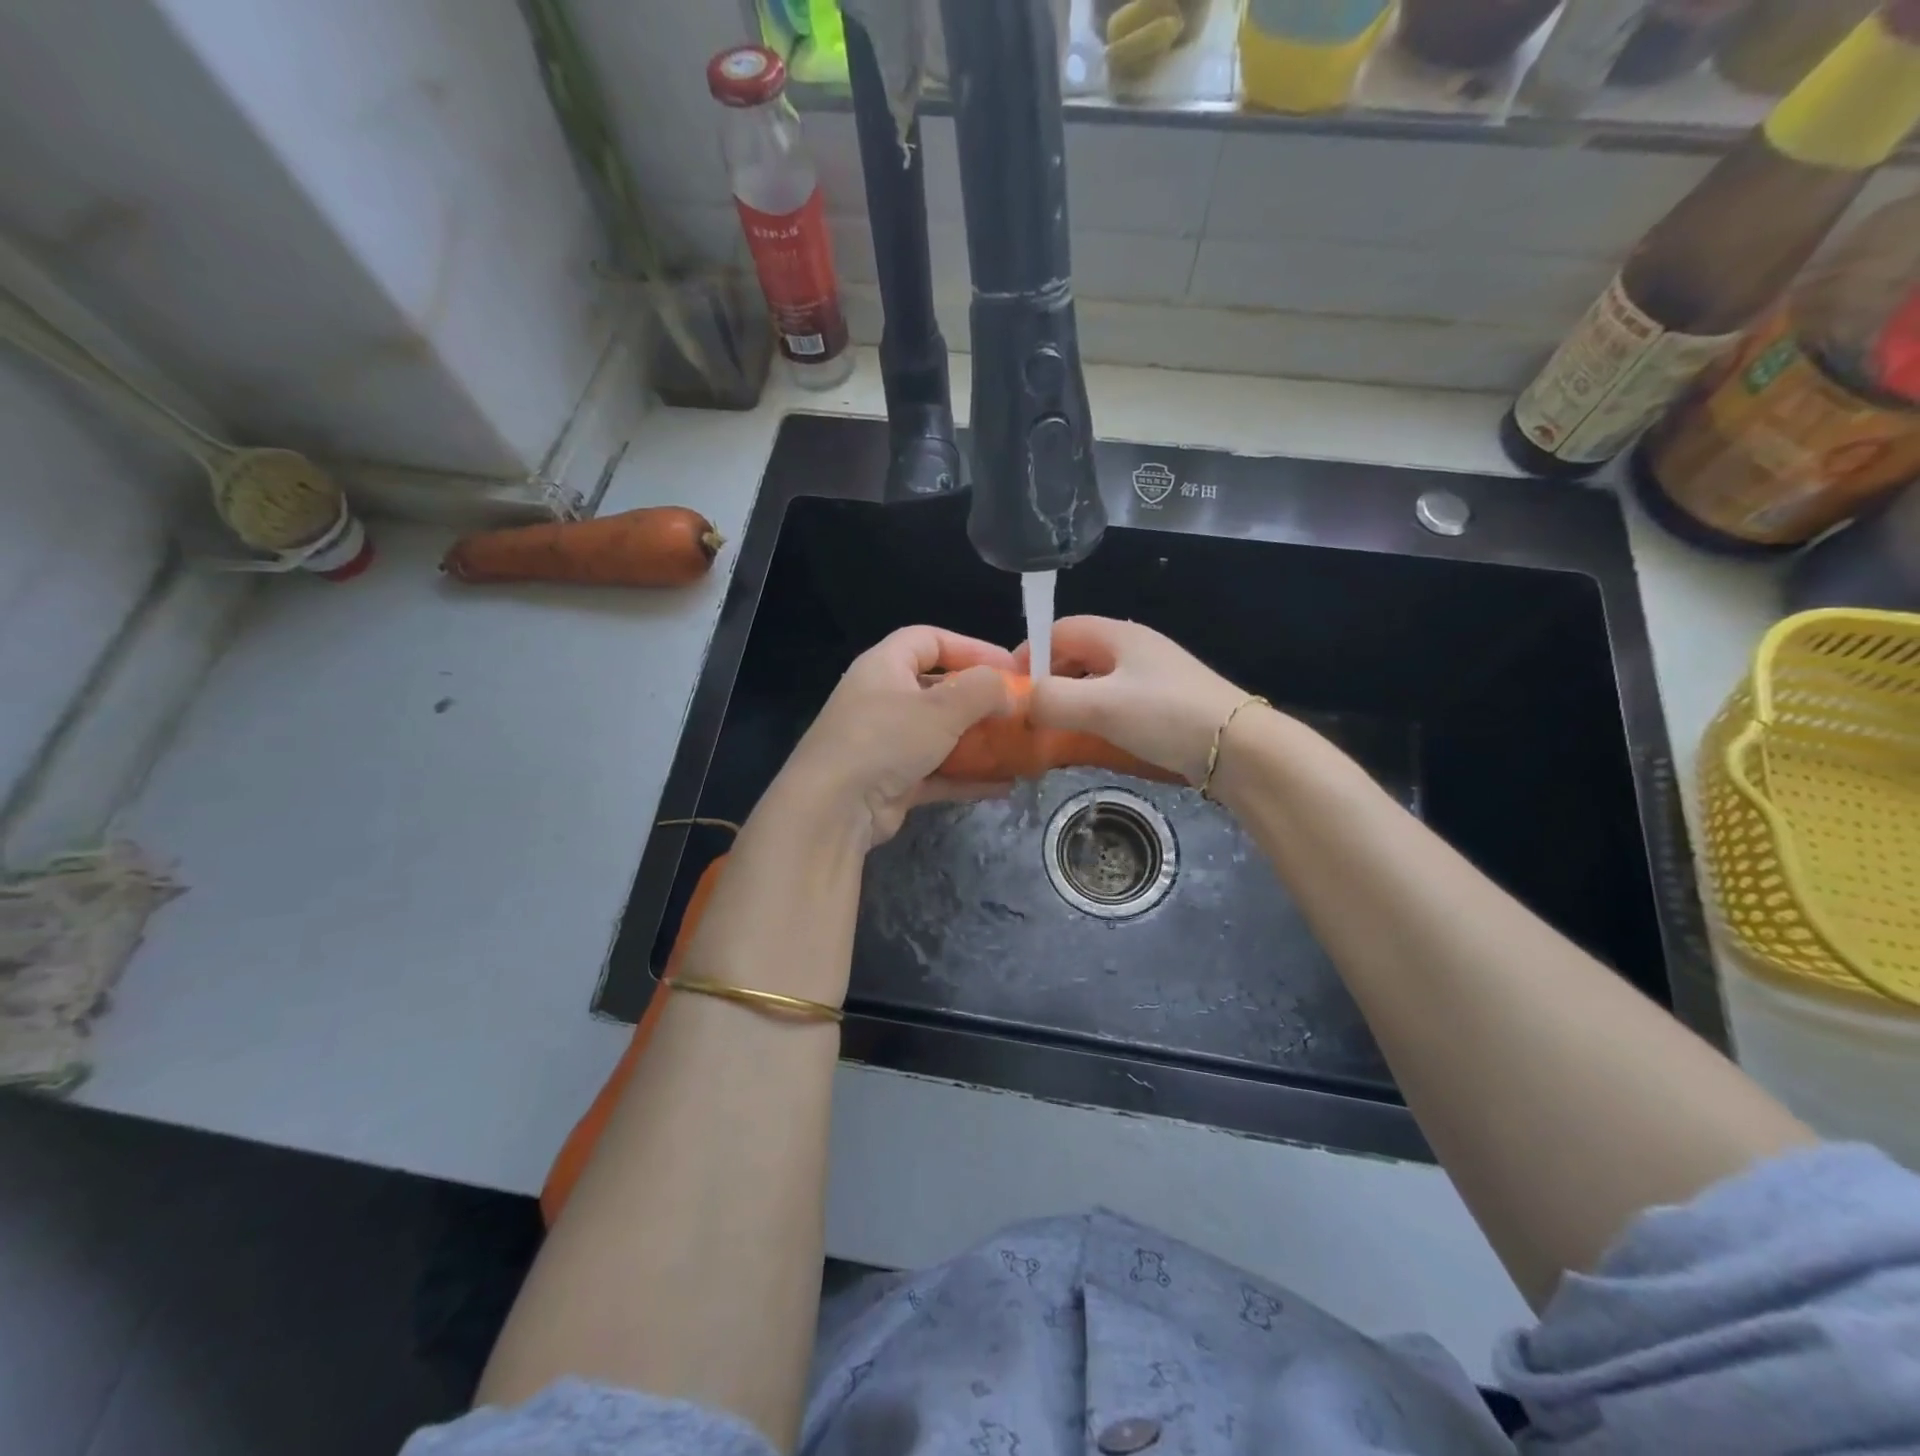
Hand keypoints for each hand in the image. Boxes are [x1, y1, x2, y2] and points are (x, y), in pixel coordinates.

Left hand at [775, 626, 1015, 848]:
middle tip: (1018, 710)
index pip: (928, 640)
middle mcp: (882, 700)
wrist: (833, 808)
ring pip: (940, 736)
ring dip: (978, 742)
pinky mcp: (892, 782)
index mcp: (884, 667)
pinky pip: (938, 773)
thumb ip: (983, 690)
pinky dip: (968, 777)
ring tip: (1017, 748)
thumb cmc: (886, 740)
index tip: (1008, 666)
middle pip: (938, 690)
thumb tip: (1011, 690)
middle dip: (979, 700)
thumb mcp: (942, 708)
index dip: (970, 647)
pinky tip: (1003, 785)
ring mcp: (886, 744)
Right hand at [1016, 616, 1248, 783]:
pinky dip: (1094, 716)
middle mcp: (1134, 648)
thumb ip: (1051, 700)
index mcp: (1118, 635)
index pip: (1058, 629)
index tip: (1011, 689)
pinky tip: (1090, 740)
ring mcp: (1151, 676)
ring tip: (1054, 731)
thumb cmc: (1165, 716)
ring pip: (1095, 680)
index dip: (1029, 652)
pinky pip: (1115, 701)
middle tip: (1031, 714)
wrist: (1240, 750)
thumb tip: (1020, 703)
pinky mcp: (1163, 704)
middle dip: (1048, 680)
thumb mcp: (1100, 706)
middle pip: (1075, 654)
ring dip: (1071, 701)